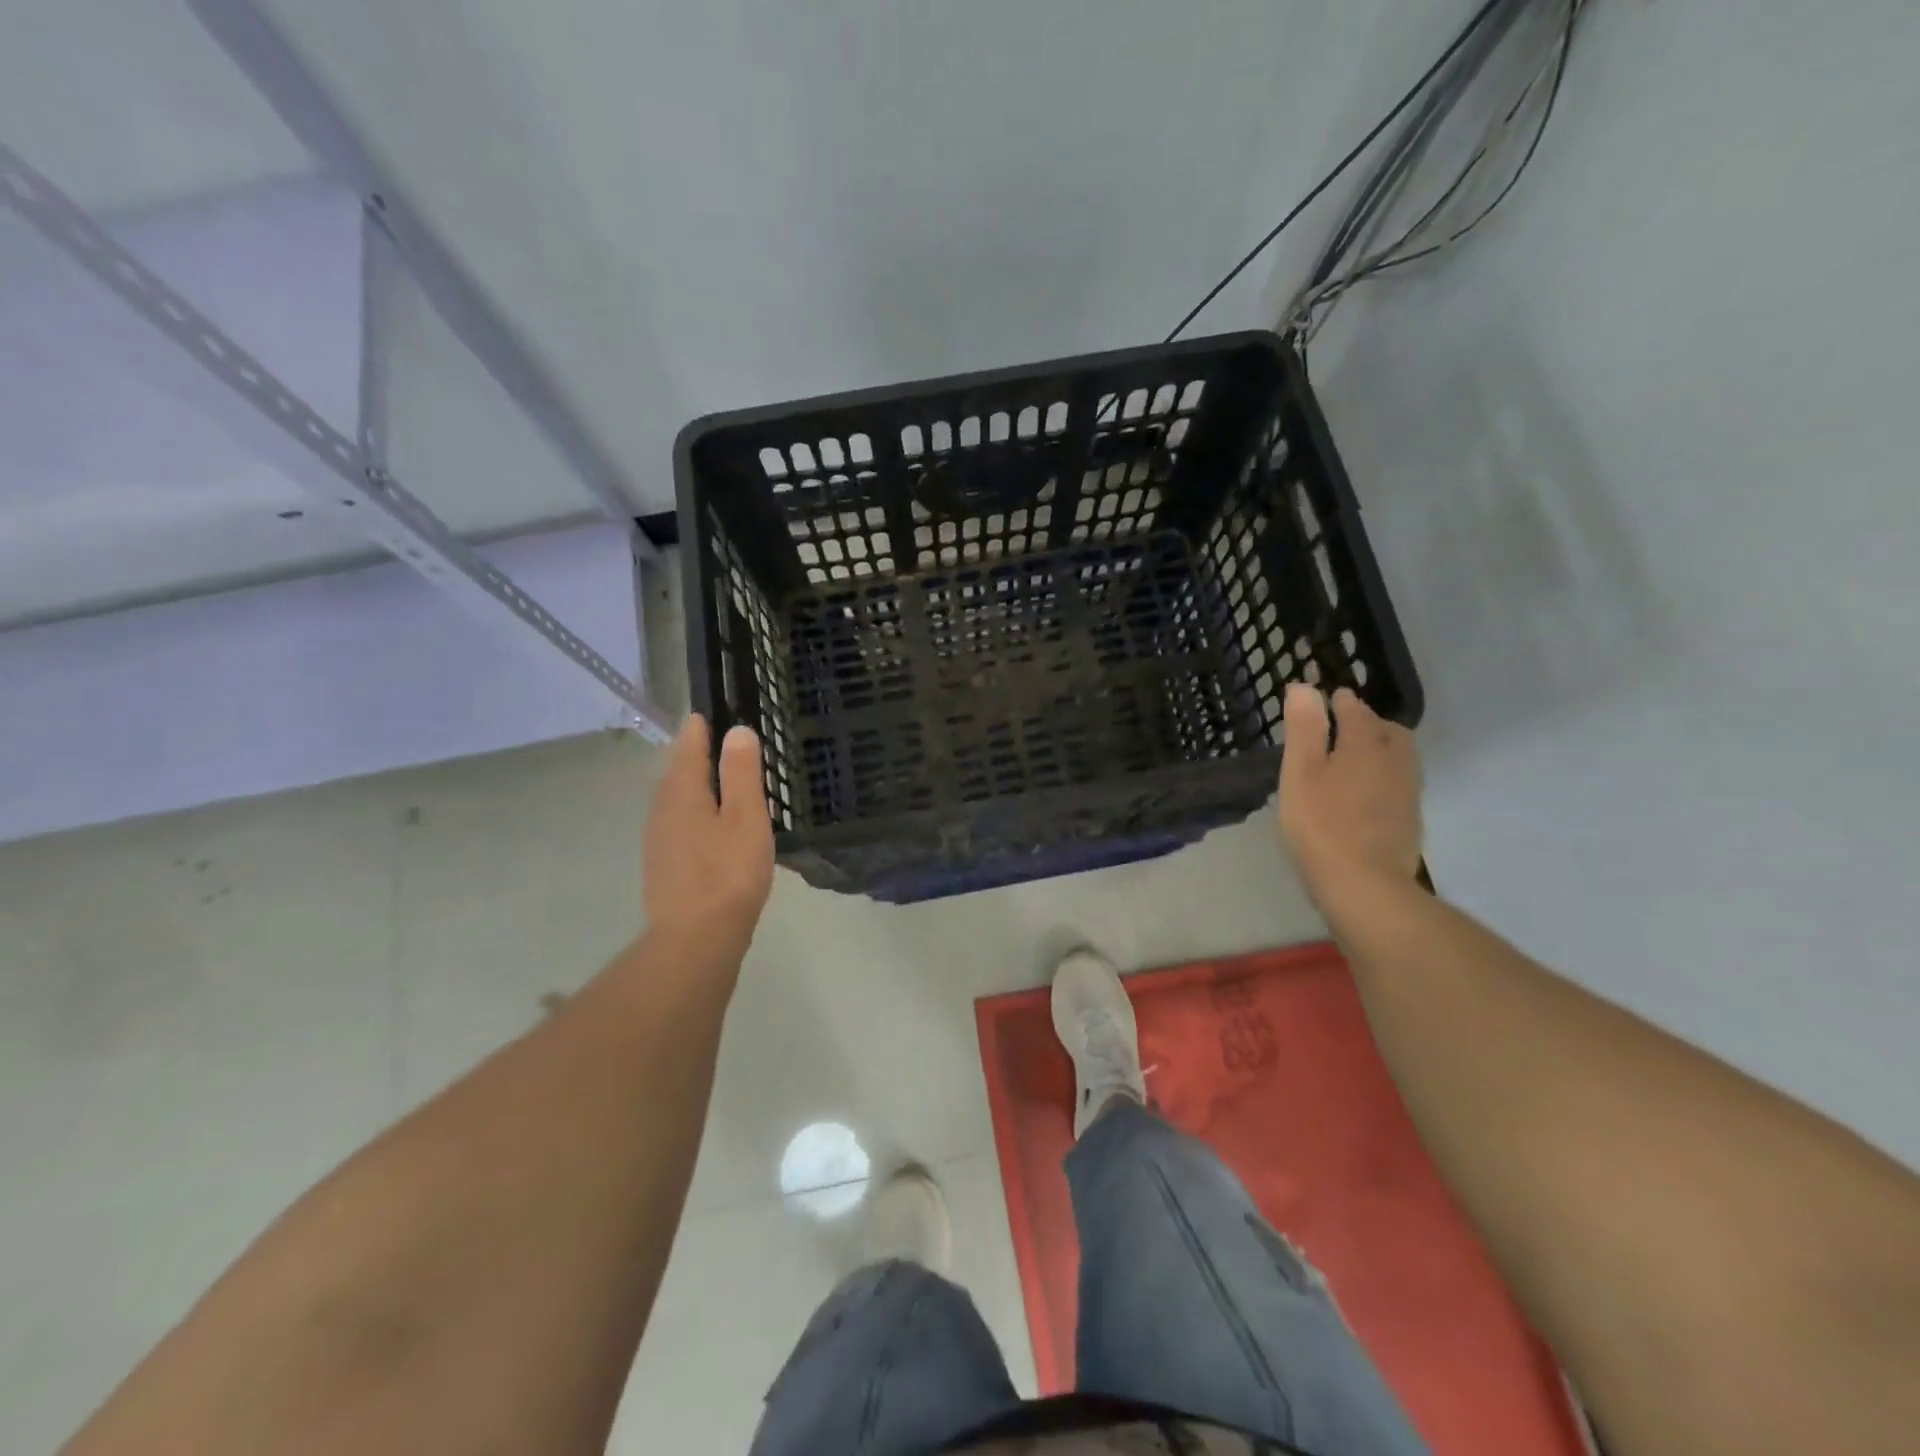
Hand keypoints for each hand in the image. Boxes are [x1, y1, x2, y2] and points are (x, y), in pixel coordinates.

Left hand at [642, 715, 774, 955]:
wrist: (696, 939)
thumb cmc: (728, 873)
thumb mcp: (745, 817)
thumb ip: (741, 773)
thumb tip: (736, 731)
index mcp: (682, 794)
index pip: (688, 749)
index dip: (699, 730)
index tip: (707, 714)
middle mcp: (662, 811)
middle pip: (676, 773)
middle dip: (693, 756)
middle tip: (714, 742)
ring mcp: (658, 841)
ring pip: (674, 801)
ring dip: (691, 785)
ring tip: (714, 780)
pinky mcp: (662, 866)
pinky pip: (676, 824)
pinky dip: (691, 812)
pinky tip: (707, 826)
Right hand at [1278, 684, 1422, 903]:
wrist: (1365, 885)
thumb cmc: (1321, 824)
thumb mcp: (1300, 772)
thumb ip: (1305, 728)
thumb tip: (1306, 687)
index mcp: (1366, 744)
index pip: (1356, 710)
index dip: (1339, 701)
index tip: (1325, 699)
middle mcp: (1395, 761)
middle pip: (1389, 731)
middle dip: (1368, 723)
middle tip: (1342, 728)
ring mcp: (1408, 792)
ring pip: (1400, 757)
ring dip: (1381, 749)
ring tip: (1354, 759)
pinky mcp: (1410, 820)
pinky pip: (1400, 784)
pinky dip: (1385, 777)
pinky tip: (1366, 794)